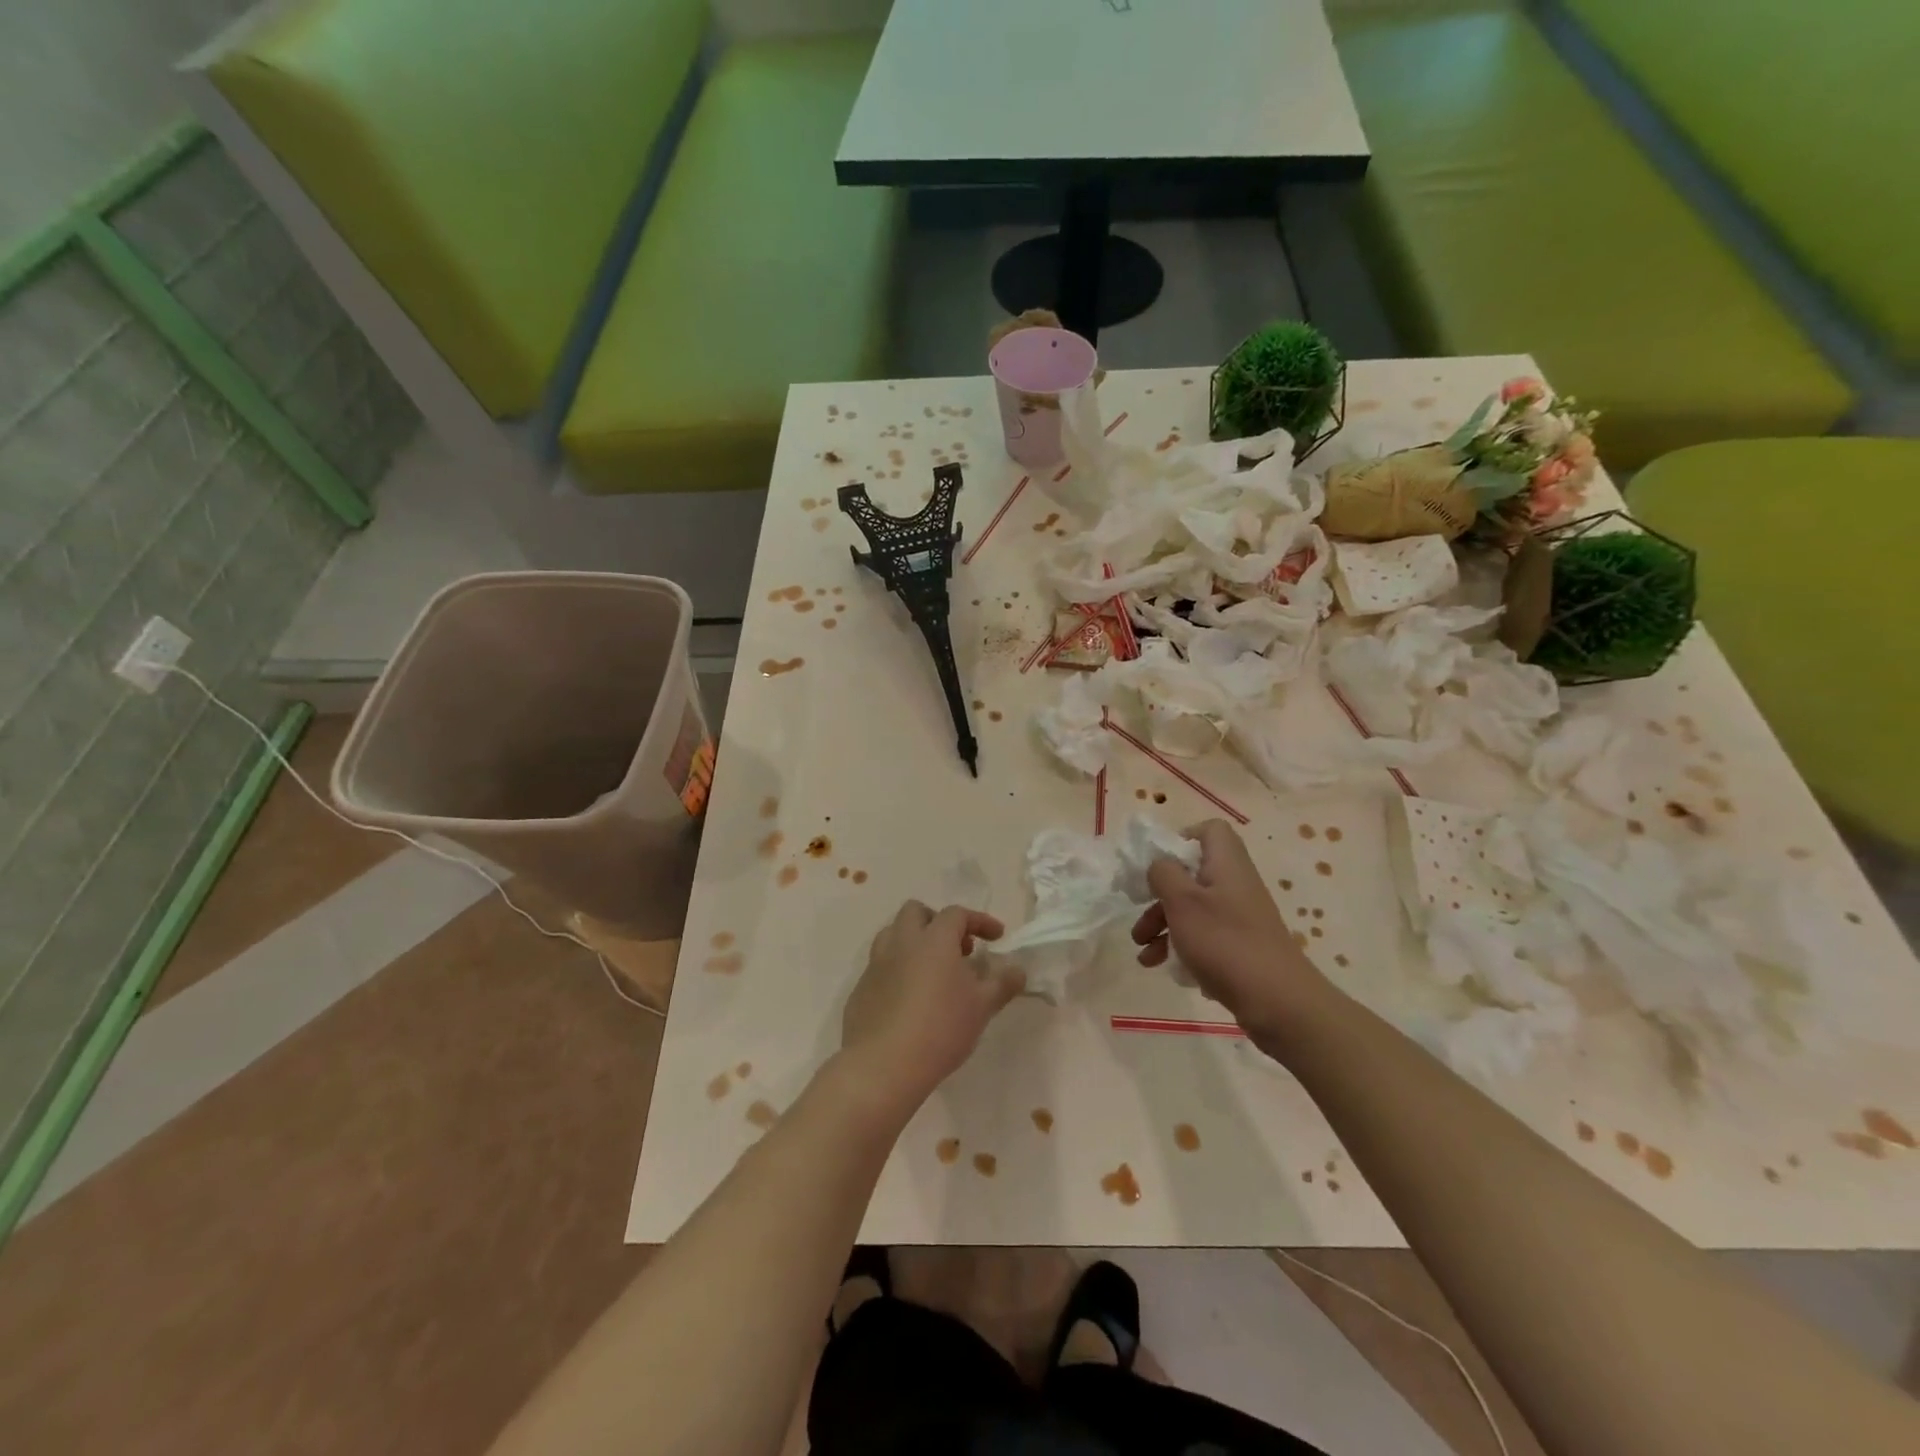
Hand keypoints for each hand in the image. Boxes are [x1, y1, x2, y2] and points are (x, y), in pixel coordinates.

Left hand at [841, 902, 1021, 1114]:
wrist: (883, 1066)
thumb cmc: (941, 1028)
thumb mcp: (982, 1007)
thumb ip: (1002, 984)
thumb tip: (1018, 971)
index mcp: (933, 939)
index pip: (957, 914)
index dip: (980, 921)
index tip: (997, 937)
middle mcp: (901, 942)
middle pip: (916, 912)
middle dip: (938, 922)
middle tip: (957, 949)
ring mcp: (876, 964)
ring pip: (893, 934)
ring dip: (913, 941)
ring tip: (932, 970)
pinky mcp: (860, 988)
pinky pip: (880, 965)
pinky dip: (897, 969)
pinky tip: (909, 998)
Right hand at [1130, 820, 1329, 1037]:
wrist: (1278, 1002)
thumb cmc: (1225, 942)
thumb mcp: (1183, 901)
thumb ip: (1163, 873)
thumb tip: (1160, 865)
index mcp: (1226, 864)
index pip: (1209, 830)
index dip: (1181, 839)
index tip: (1158, 865)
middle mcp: (1235, 885)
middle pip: (1192, 875)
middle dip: (1159, 896)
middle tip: (1140, 917)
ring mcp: (1240, 917)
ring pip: (1193, 909)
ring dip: (1163, 926)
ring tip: (1143, 954)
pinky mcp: (1240, 946)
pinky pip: (1204, 936)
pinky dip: (1181, 947)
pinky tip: (1165, 968)